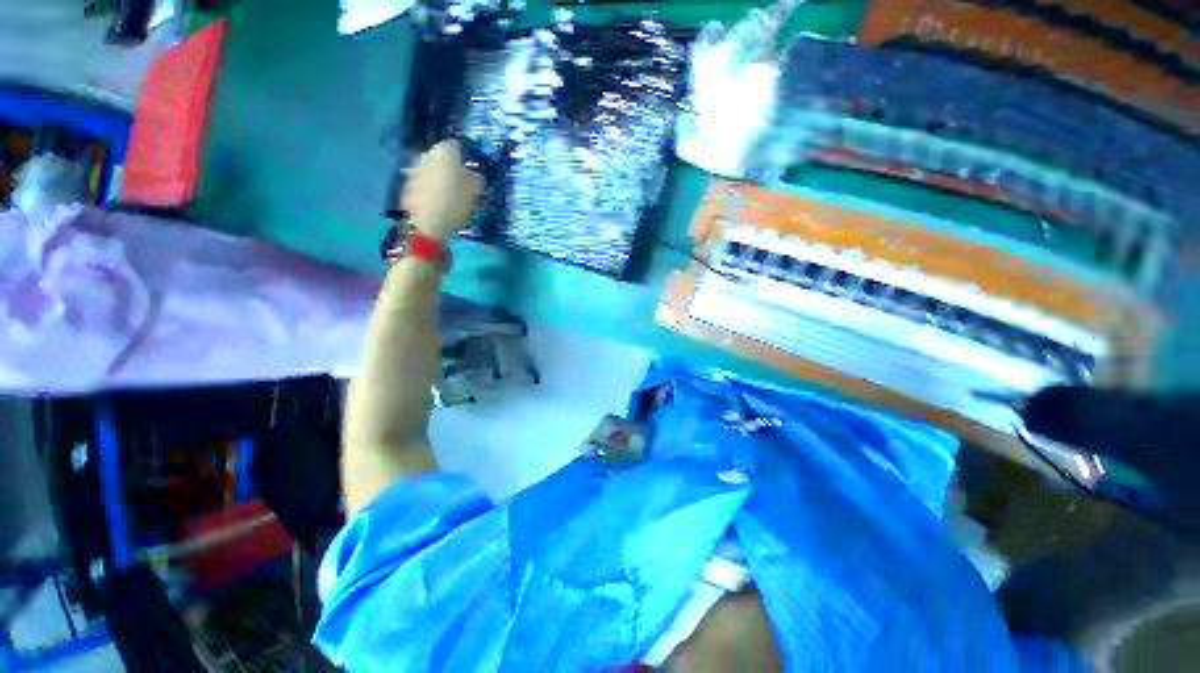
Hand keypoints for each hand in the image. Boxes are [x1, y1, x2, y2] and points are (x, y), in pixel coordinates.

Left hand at [399, 140, 483, 240]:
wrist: (428, 224)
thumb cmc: (455, 203)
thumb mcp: (474, 192)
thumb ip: (476, 179)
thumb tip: (474, 174)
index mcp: (444, 152)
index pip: (456, 146)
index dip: (464, 157)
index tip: (470, 170)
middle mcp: (426, 154)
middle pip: (440, 156)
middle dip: (449, 166)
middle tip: (460, 182)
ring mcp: (414, 168)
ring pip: (430, 168)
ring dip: (438, 177)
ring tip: (448, 193)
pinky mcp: (407, 184)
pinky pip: (422, 181)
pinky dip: (429, 187)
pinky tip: (436, 201)